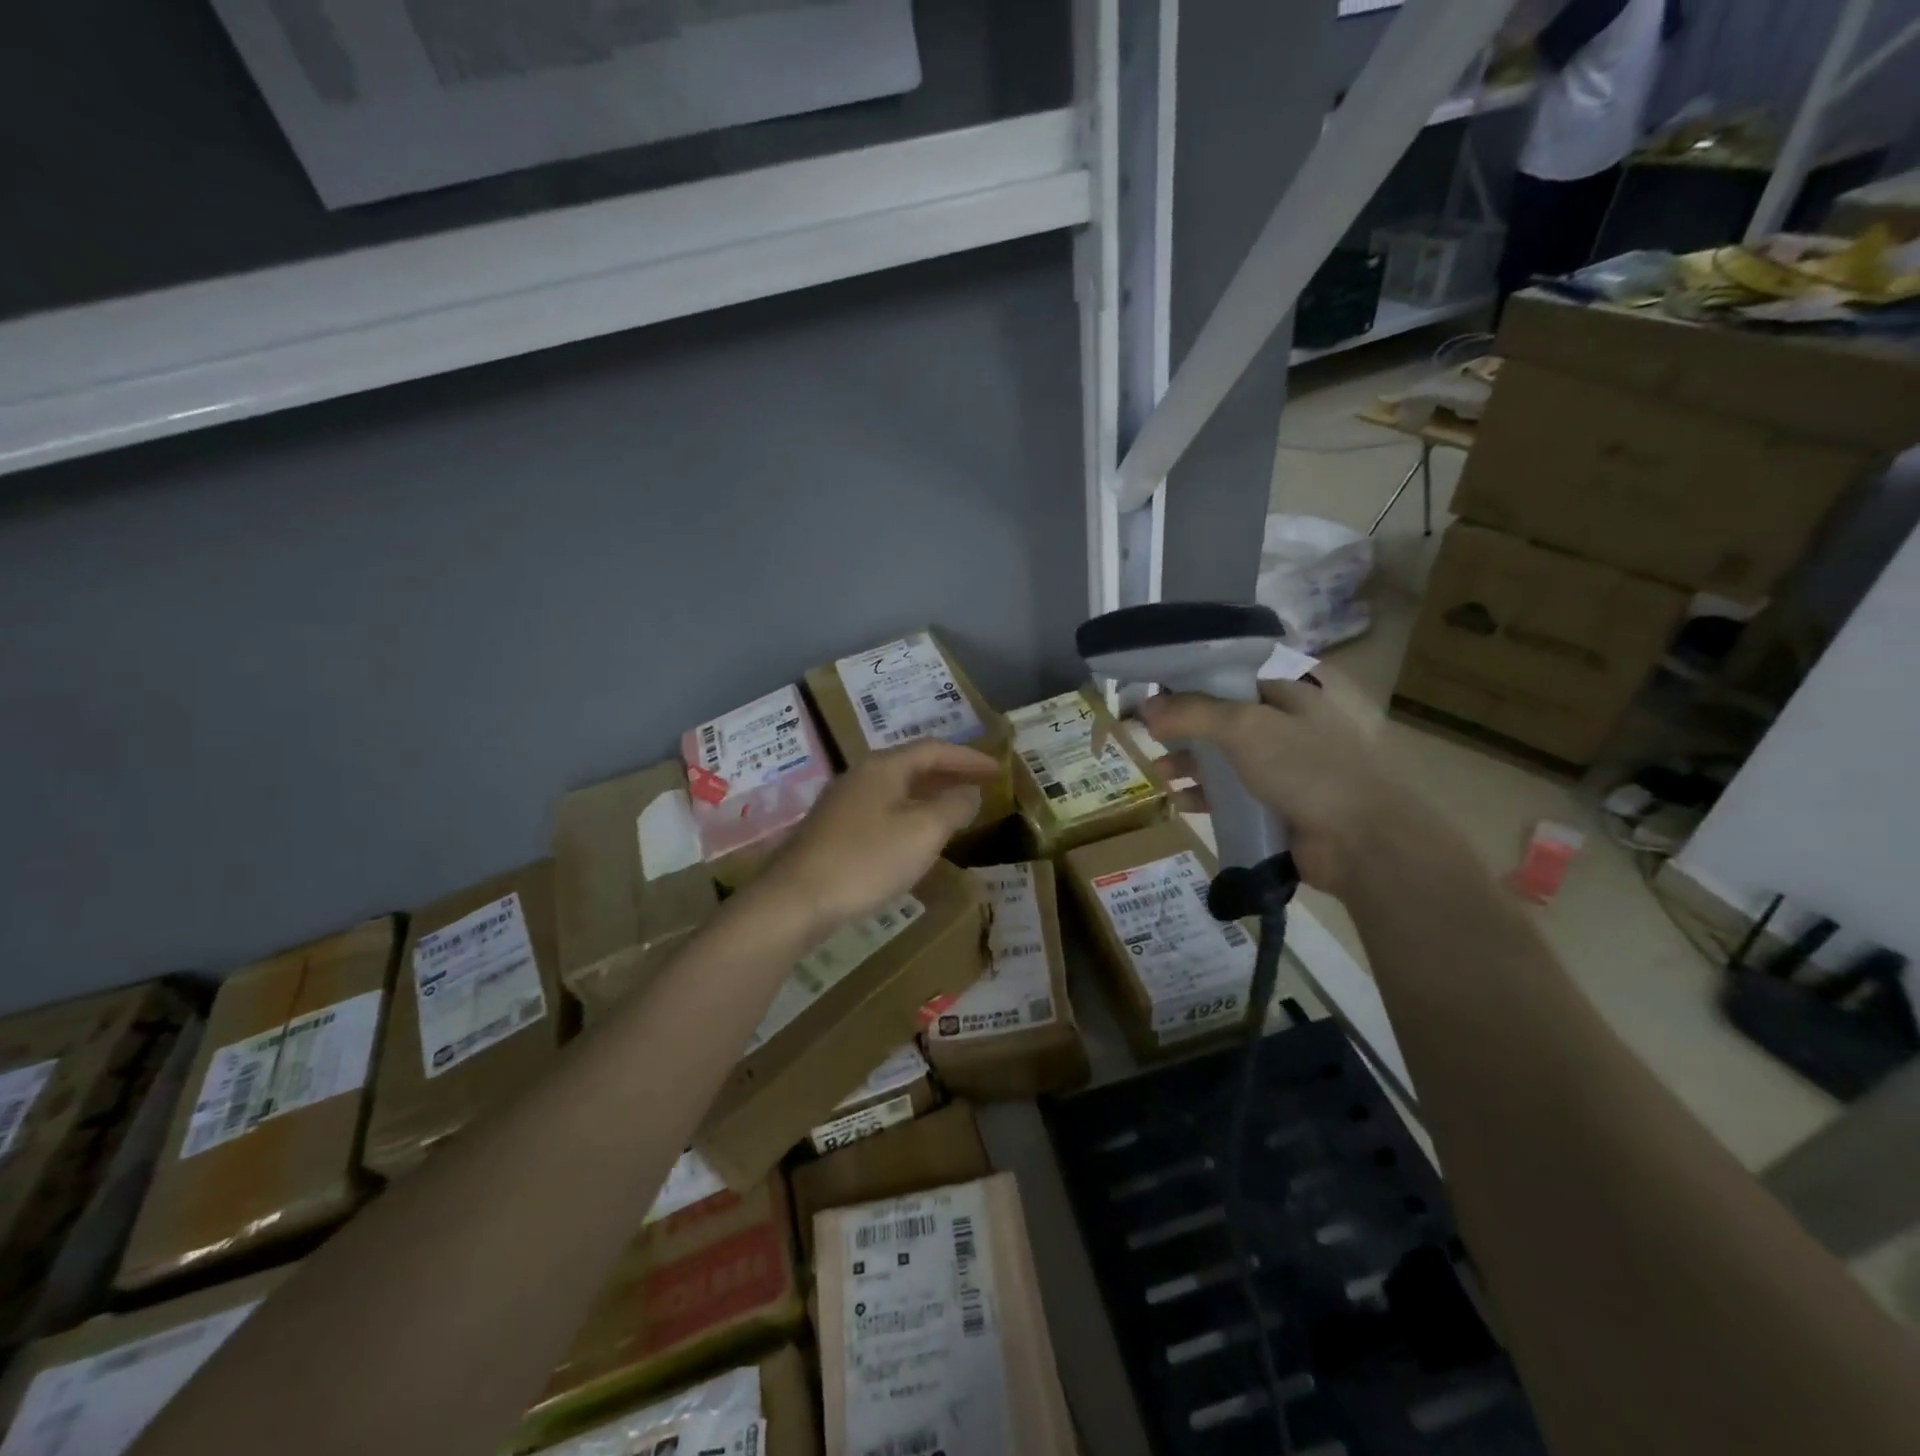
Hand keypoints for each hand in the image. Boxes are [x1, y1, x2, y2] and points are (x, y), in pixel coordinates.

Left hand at [757, 741, 998, 938]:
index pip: (934, 749)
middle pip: (913, 765)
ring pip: (897, 789)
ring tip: (957, 809)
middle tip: (982, 785)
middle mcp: (861, 776)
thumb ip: (952, 808)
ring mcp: (843, 803)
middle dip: (950, 773)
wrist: (796, 900)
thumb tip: (969, 793)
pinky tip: (917, 837)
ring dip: (930, 795)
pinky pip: (883, 810)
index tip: (998, 770)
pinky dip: (910, 814)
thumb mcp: (922, 833)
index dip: (969, 757)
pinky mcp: (834, 830)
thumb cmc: (866, 860)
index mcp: (883, 767)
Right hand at [1139, 679, 1443, 897]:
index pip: (1233, 682)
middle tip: (1151, 741)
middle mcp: (1290, 729)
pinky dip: (1207, 798)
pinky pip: (1236, 798)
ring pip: (1228, 762)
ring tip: (1160, 775)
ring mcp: (1288, 771)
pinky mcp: (1282, 810)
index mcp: (1292, 696)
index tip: (1155, 700)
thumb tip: (1147, 708)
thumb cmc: (1308, 768)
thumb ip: (1193, 713)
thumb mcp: (1246, 728)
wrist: (1363, 842)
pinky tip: (1180, 802)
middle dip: (1186, 732)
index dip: (1192, 688)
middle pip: (1226, 723)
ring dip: (1192, 766)